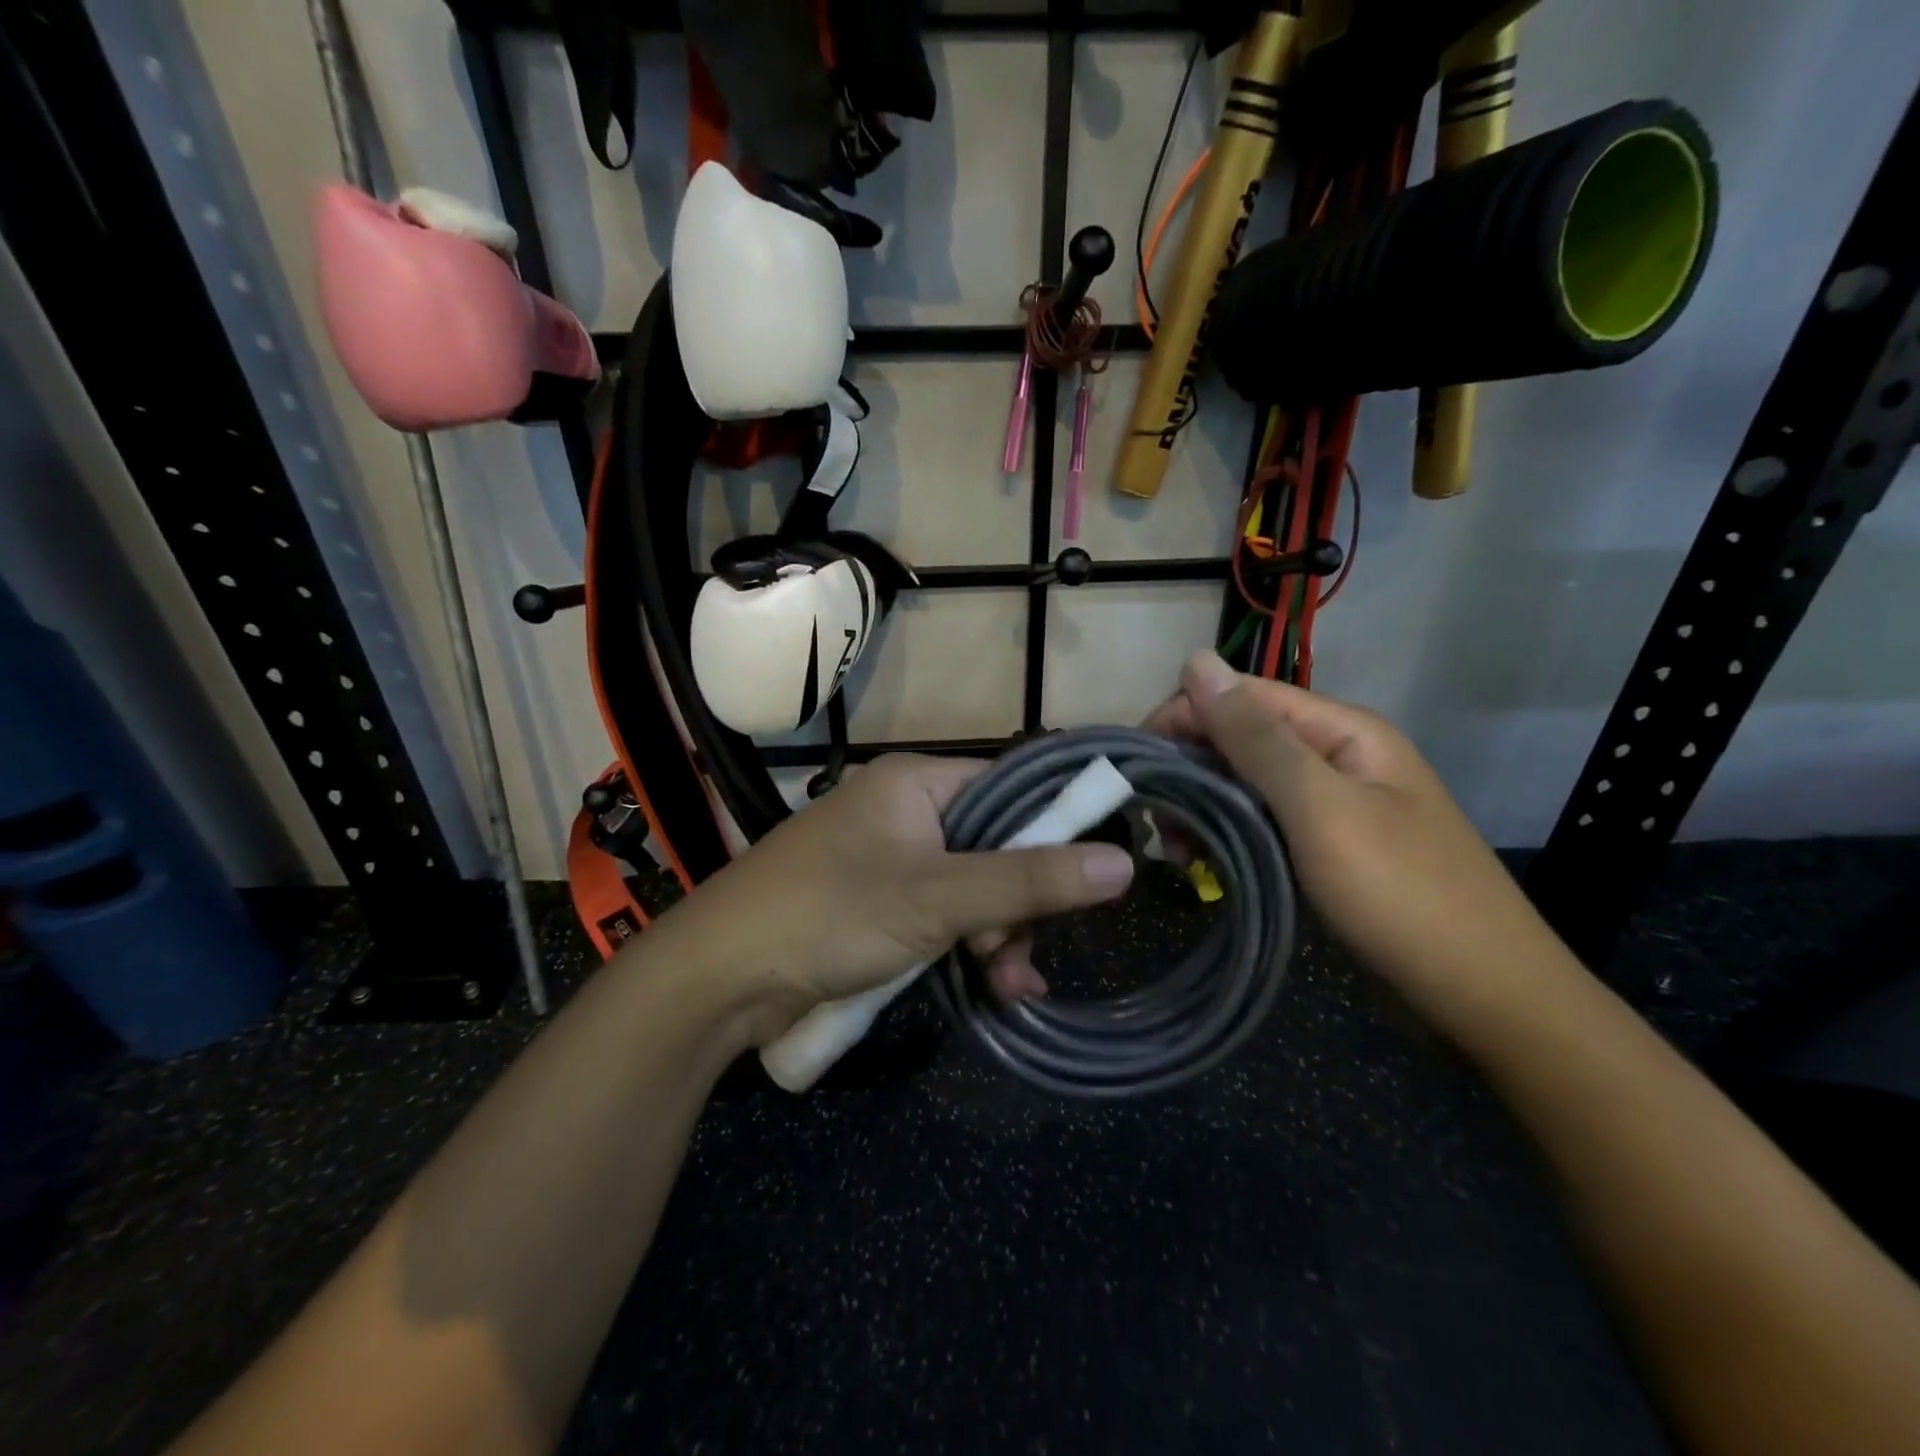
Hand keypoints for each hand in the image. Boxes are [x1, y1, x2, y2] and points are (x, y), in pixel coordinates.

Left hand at [650, 755, 1134, 1040]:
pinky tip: (991, 988)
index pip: (1009, 787)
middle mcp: (905, 811)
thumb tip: (1122, 863)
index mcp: (916, 782)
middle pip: (994, 846)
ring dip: (996, 936)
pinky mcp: (875, 906)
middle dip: (1018, 904)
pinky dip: (966, 948)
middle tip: (1014, 951)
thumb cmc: (830, 913)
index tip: (1089, 877)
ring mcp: (888, 861)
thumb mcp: (939, 898)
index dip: (1053, 828)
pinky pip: (941, 916)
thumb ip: (1030, 881)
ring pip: (971, 890)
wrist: (720, 976)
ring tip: (1005, 985)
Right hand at [1149, 652, 1576, 1037]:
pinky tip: (1202, 865)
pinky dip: (1224, 838)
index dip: (1183, 717)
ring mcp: (1329, 807)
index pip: (1241, 696)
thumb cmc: (1401, 896)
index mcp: (1341, 732)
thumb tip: (1197, 660)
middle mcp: (1333, 758)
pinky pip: (1258, 826)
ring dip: (1201, 809)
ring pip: (1243, 786)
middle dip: (1189, 771)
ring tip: (1175, 853)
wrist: (1484, 1000)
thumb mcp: (1321, 809)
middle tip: (1154, 825)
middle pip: (1239, 739)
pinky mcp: (1321, 850)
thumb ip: (1256, 738)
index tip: (1136, 765)